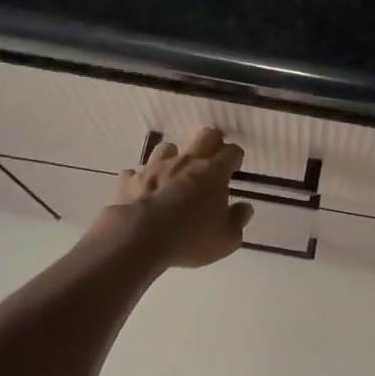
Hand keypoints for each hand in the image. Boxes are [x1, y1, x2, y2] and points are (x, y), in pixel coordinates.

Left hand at [101, 127, 253, 268]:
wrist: (138, 238)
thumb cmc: (190, 237)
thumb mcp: (226, 238)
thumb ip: (238, 220)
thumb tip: (244, 208)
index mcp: (214, 171)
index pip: (232, 152)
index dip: (235, 158)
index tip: (234, 168)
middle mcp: (187, 161)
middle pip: (205, 136)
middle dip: (212, 143)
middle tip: (212, 160)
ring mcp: (155, 167)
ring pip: (167, 148)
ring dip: (173, 158)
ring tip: (174, 174)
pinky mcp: (130, 180)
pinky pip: (136, 172)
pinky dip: (141, 179)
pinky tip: (143, 191)